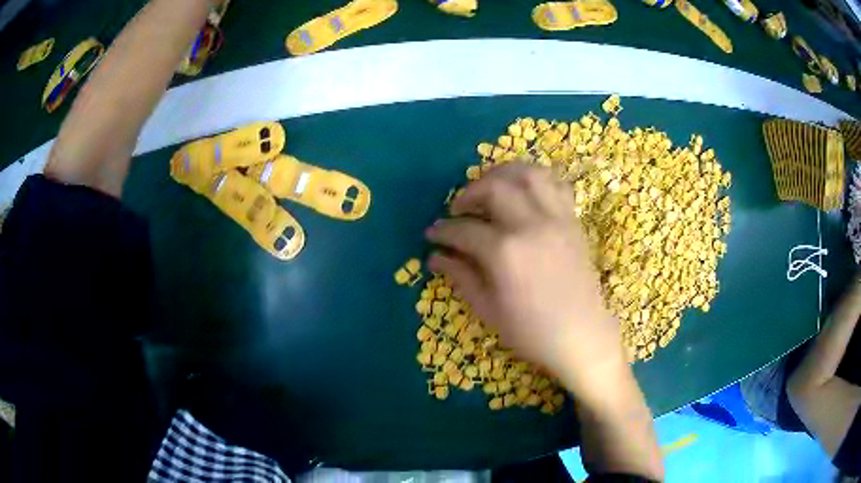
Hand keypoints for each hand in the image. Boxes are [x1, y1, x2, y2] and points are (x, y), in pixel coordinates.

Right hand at [425, 163, 625, 395]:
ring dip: (502, 174)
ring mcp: (557, 219)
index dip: (442, 230)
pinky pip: (556, 184)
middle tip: (458, 209)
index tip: (432, 233)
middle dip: (468, 193)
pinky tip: (524, 191)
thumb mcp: (488, 309)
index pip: (464, 229)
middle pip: (493, 188)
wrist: (581, 336)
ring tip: (489, 188)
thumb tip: (435, 256)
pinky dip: (537, 178)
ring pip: (527, 174)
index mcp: (505, 253)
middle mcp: (531, 225)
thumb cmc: (531, 332)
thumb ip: (461, 276)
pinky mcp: (573, 220)